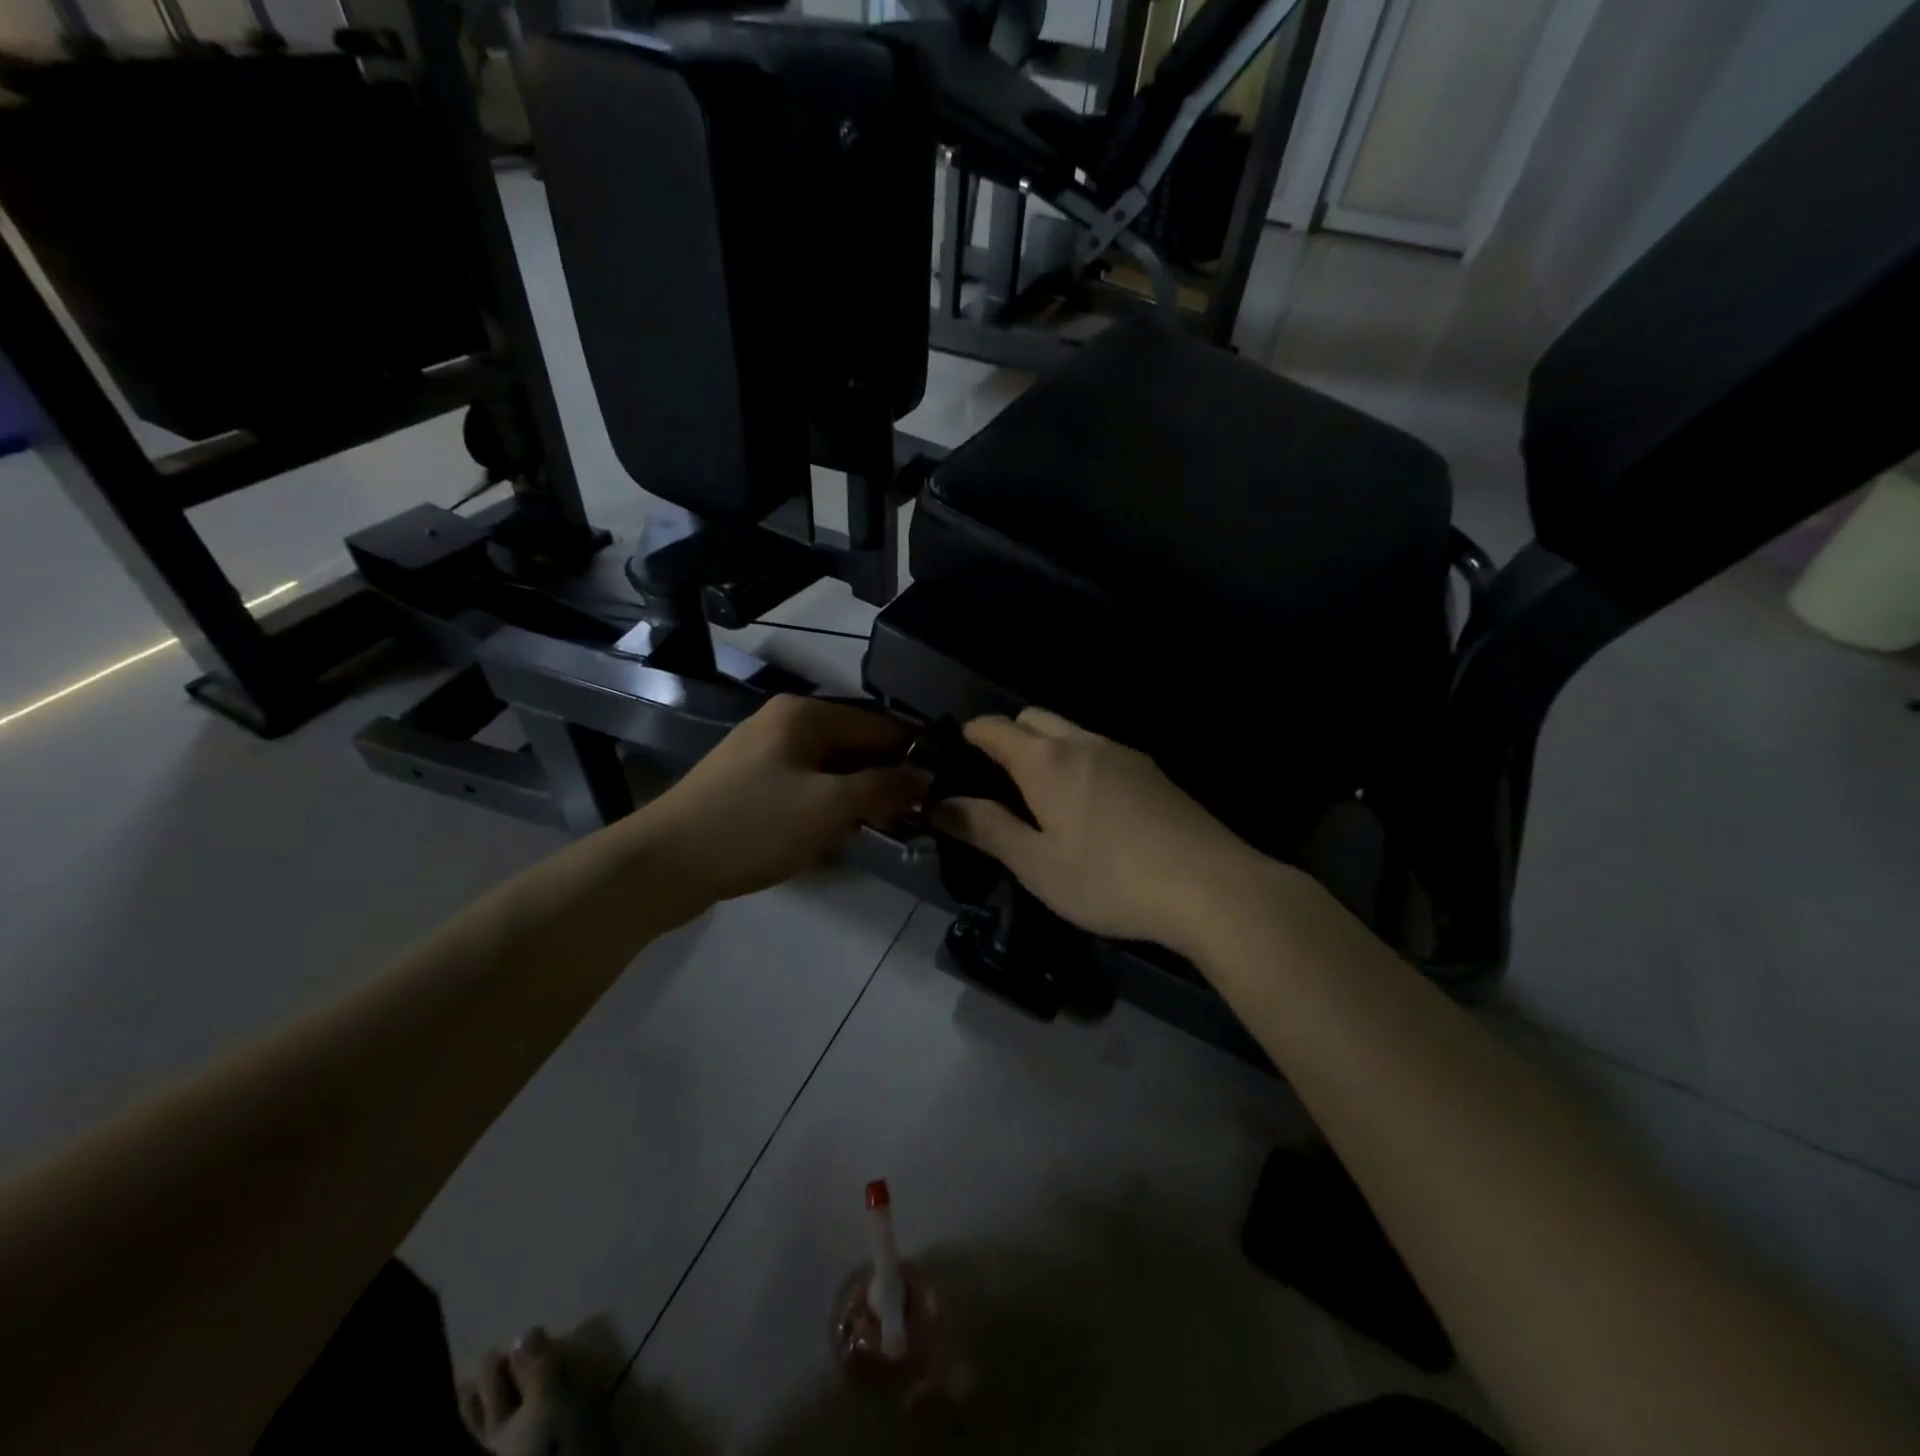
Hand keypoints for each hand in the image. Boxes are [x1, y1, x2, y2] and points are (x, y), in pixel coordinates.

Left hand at [643, 696, 925, 905]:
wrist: (664, 864)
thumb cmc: (755, 826)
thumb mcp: (830, 807)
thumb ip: (884, 788)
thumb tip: (926, 777)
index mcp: (805, 715)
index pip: (880, 724)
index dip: (914, 754)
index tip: (945, 785)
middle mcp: (785, 723)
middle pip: (855, 745)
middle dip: (886, 778)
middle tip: (919, 816)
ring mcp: (763, 753)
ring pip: (831, 769)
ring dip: (859, 796)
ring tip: (888, 828)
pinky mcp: (750, 784)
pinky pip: (805, 787)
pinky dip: (829, 806)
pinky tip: (842, 832)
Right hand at [930, 708, 1269, 952]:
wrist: (1211, 886)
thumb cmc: (1110, 879)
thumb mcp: (1038, 865)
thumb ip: (987, 830)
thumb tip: (941, 805)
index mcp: (1046, 761)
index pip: (995, 727)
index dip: (970, 735)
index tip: (955, 756)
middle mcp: (1084, 743)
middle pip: (1034, 718)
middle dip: (1009, 736)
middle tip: (997, 782)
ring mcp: (1124, 753)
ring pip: (1071, 733)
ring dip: (1047, 749)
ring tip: (1042, 798)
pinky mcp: (1153, 772)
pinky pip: (1101, 751)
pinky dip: (1080, 763)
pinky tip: (1091, 808)